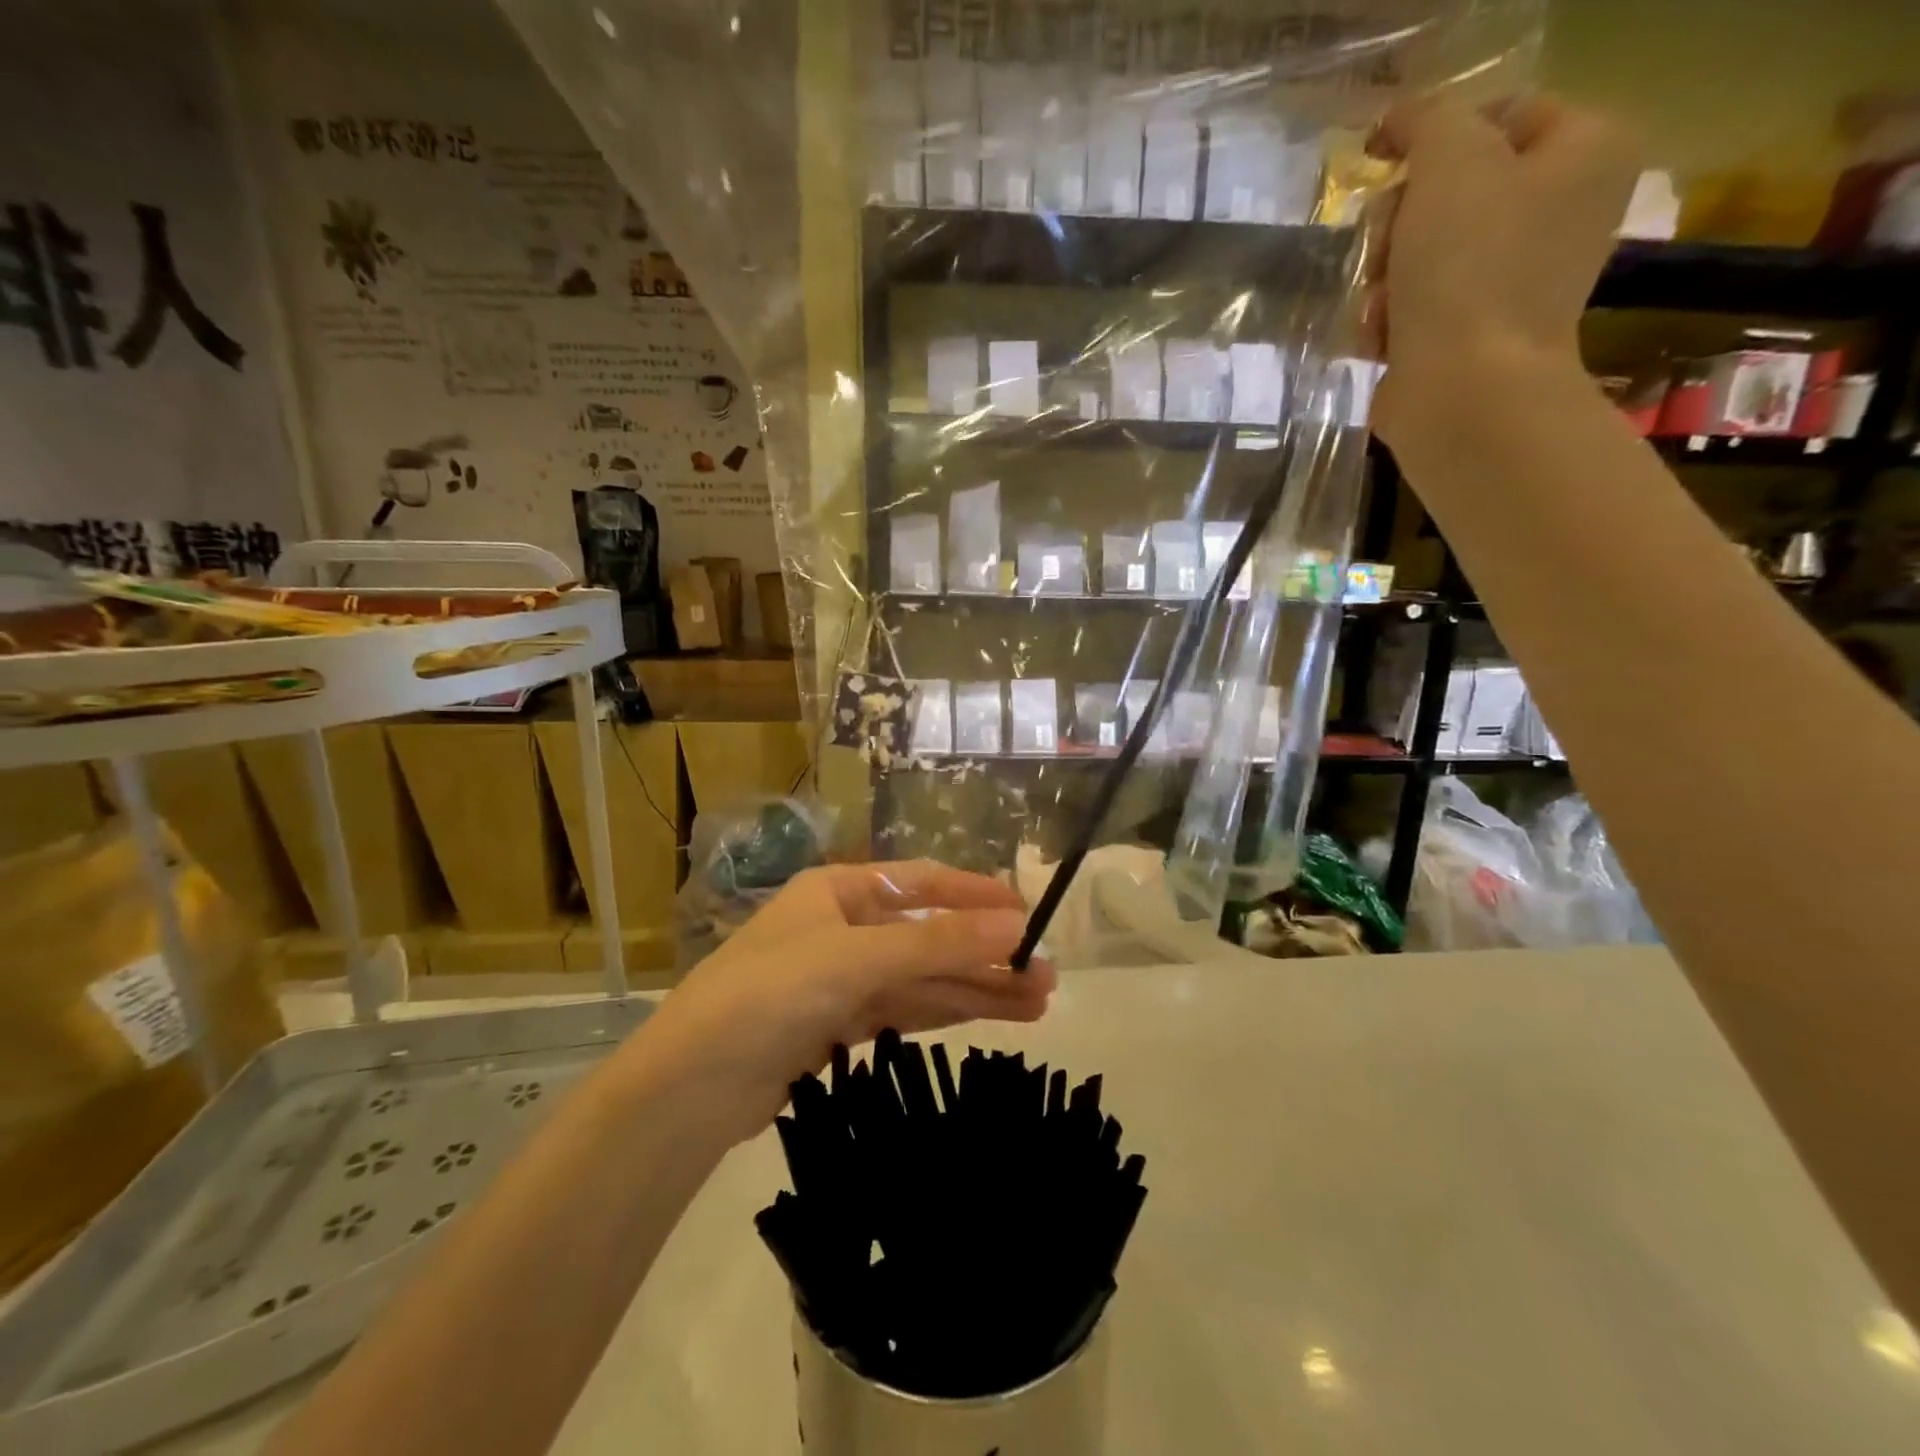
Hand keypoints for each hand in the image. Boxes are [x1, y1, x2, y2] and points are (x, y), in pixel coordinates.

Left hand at [617, 861, 1055, 1143]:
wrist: (690, 1088)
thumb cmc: (771, 993)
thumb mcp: (858, 958)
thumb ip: (938, 942)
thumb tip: (1018, 923)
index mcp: (839, 890)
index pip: (922, 883)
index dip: (976, 894)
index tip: (1028, 913)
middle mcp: (843, 928)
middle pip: (928, 936)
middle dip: (985, 954)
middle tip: (1047, 977)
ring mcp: (841, 980)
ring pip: (922, 979)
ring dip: (975, 989)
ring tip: (1038, 1004)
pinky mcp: (838, 1028)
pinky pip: (904, 1010)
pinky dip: (944, 1013)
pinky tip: (988, 1018)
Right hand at [1366, 95, 1639, 446]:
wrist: (1463, 391)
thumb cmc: (1467, 269)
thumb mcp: (1449, 162)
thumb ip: (1427, 119)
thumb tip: (1399, 119)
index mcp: (1586, 150)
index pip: (1499, 113)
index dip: (1432, 135)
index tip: (1379, 162)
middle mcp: (1563, 211)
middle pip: (1454, 189)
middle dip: (1400, 222)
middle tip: (1382, 249)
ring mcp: (1518, 280)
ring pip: (1424, 253)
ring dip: (1385, 277)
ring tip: (1380, 305)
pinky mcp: (1475, 335)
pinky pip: (1418, 306)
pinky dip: (1390, 320)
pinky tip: (1381, 337)